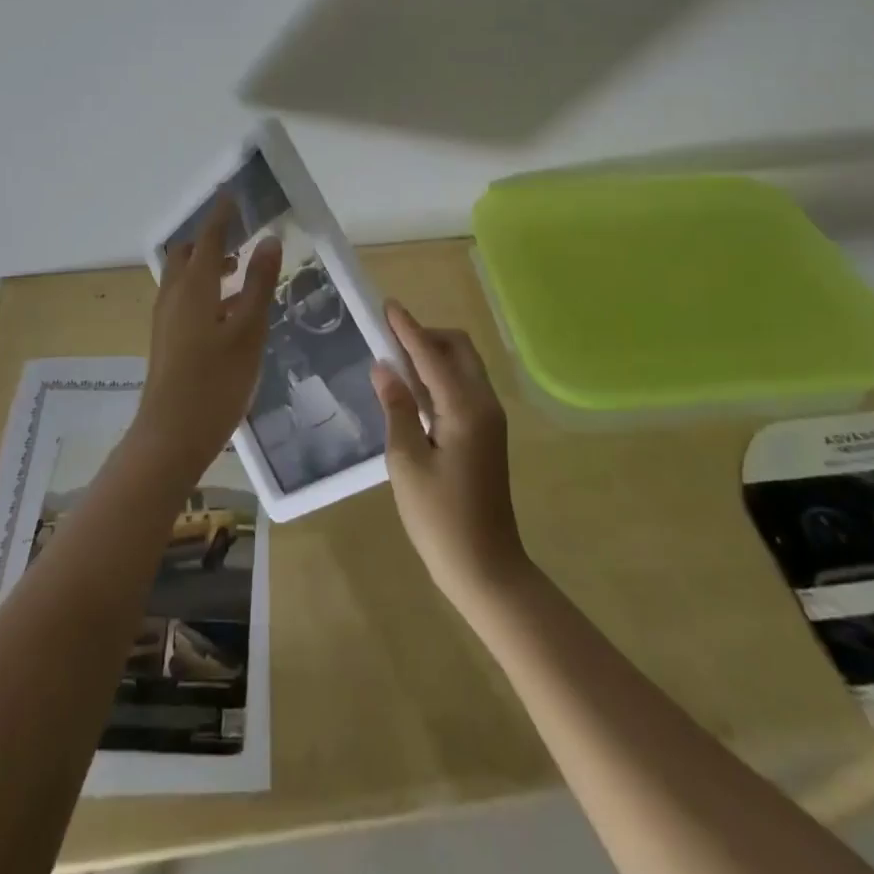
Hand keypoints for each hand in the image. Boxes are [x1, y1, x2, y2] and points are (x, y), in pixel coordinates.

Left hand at [135, 199, 281, 477]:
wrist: (170, 437)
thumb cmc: (216, 382)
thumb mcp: (248, 331)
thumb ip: (258, 284)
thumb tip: (268, 240)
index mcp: (194, 287)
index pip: (208, 238)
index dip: (221, 216)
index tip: (233, 195)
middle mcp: (173, 295)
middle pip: (187, 254)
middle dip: (210, 239)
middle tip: (240, 235)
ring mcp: (165, 319)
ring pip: (183, 277)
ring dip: (207, 264)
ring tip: (240, 270)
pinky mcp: (166, 339)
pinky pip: (183, 297)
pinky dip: (204, 287)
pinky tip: (228, 310)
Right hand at [372, 302, 528, 613]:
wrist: (486, 568)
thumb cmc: (439, 518)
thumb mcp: (406, 462)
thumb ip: (396, 408)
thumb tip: (383, 367)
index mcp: (465, 408)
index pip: (431, 353)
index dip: (407, 328)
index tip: (387, 304)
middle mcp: (484, 404)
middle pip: (458, 349)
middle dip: (425, 336)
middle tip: (388, 338)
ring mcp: (489, 419)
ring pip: (463, 367)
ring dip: (432, 355)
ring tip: (394, 358)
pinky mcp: (487, 434)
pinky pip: (463, 387)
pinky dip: (439, 377)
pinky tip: (412, 389)